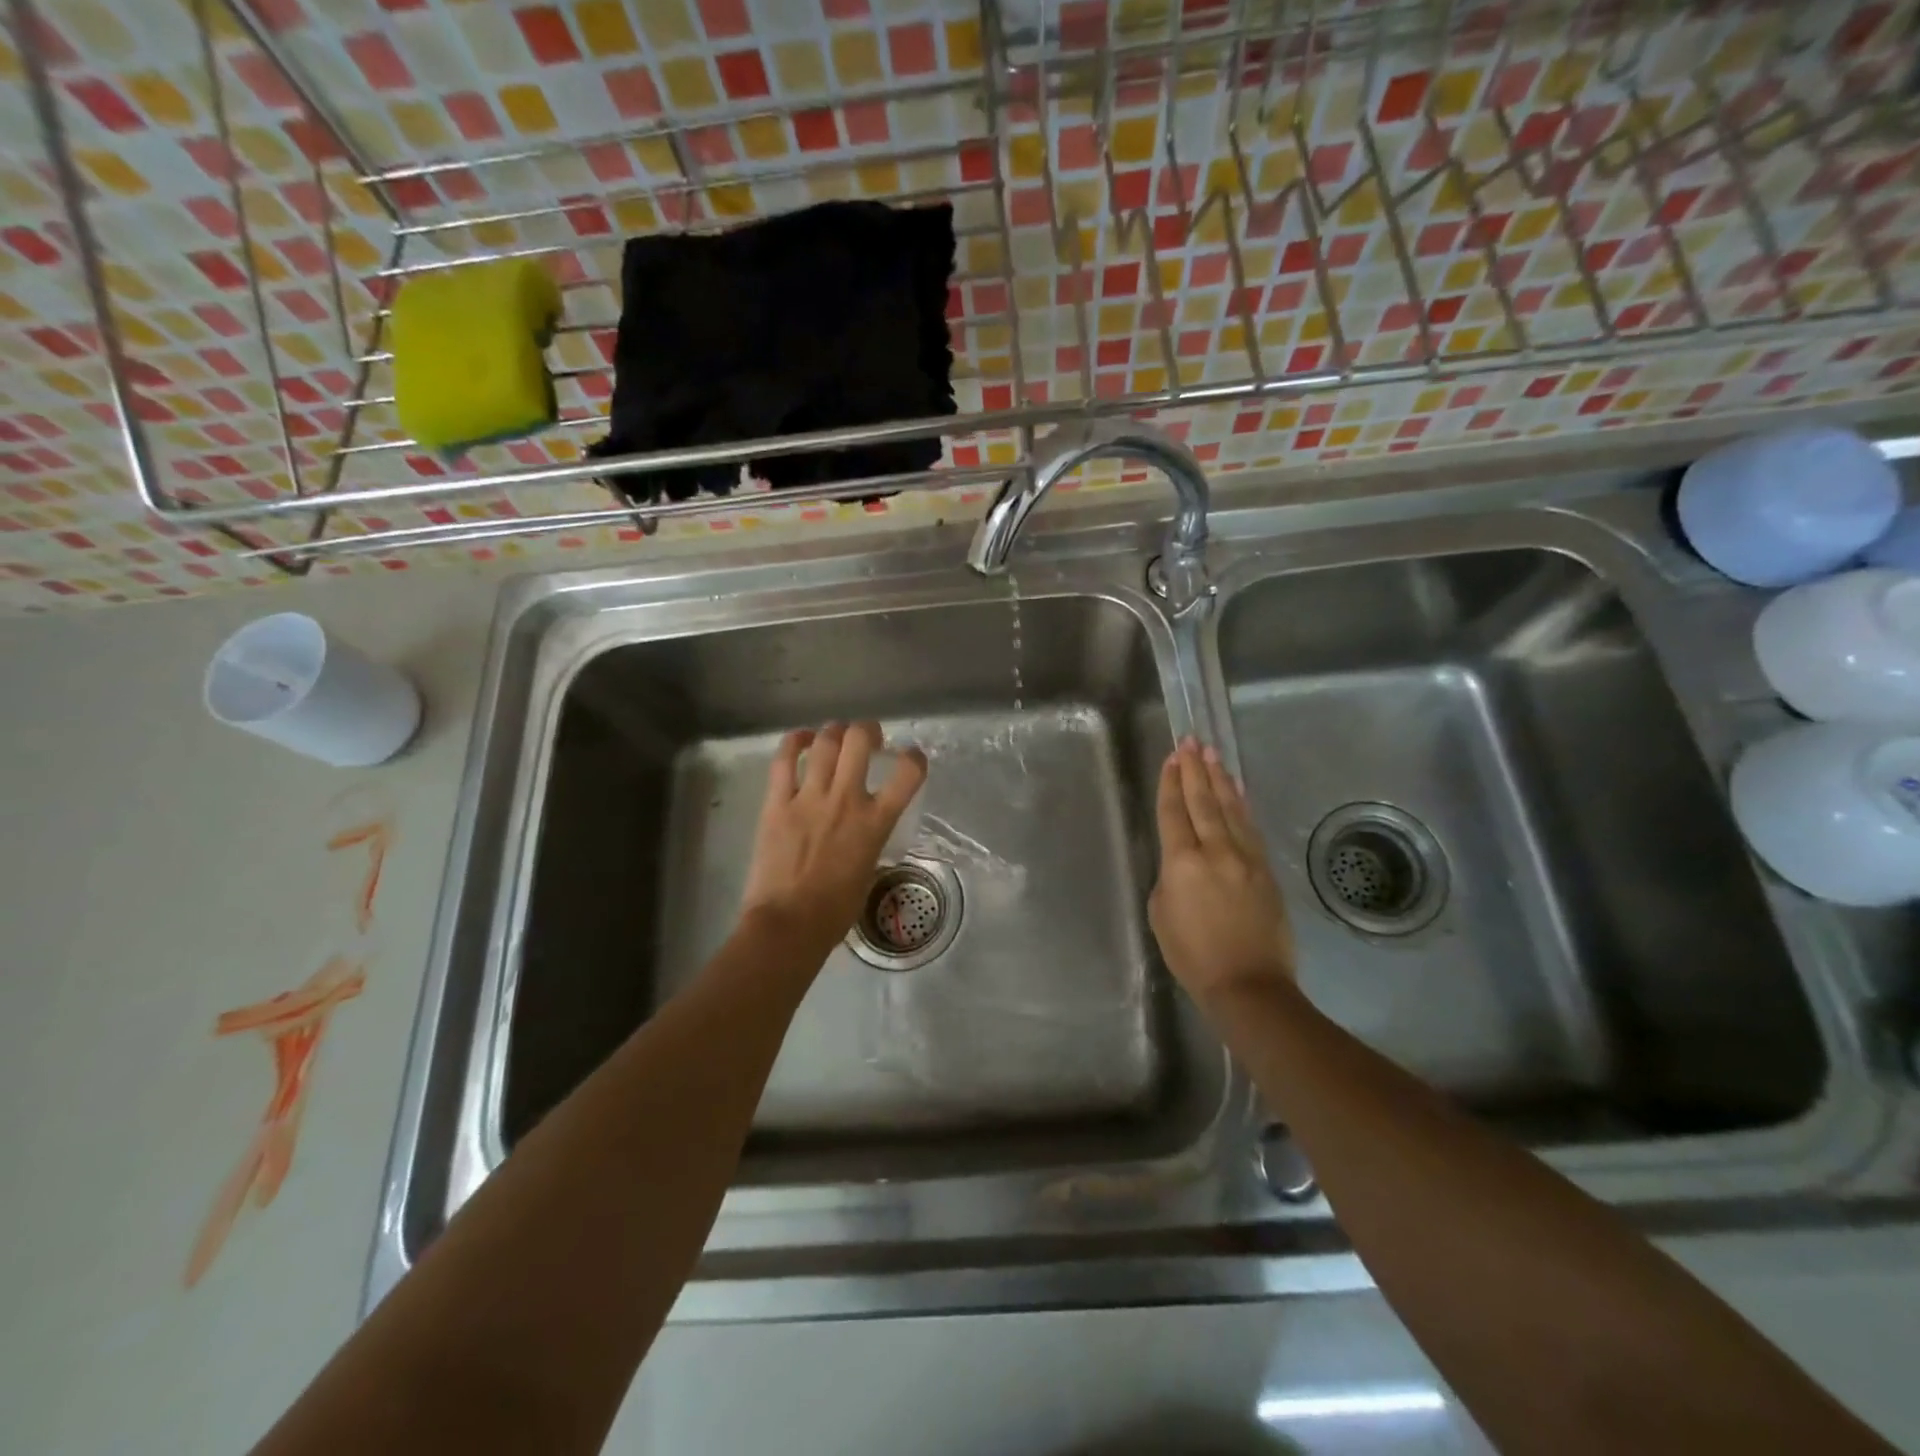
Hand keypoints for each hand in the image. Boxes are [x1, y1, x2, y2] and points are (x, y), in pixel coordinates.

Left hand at [739, 721, 927, 956]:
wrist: (788, 924)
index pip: (908, 774)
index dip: (914, 758)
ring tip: (835, 737)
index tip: (910, 758)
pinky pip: (785, 760)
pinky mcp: (777, 802)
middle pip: (860, 740)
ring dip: (834, 732)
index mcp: (875, 822)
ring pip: (825, 742)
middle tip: (867, 739)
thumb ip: (869, 842)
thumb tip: (863, 831)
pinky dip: (795, 742)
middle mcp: (846, 800)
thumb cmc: (834, 912)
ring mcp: (809, 797)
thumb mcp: (868, 872)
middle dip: (867, 731)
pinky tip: (802, 739)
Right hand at [1149, 737, 1295, 1007]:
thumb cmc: (1193, 956)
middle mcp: (1215, 851)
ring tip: (1212, 755)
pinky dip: (1241, 805)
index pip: (1174, 813)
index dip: (1170, 784)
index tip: (1171, 759)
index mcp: (1182, 863)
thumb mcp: (1161, 914)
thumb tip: (1182, 863)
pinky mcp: (1266, 870)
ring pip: (1230, 809)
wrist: (1249, 984)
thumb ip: (1169, 878)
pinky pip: (1249, 827)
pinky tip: (1237, 791)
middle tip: (1191, 742)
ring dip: (1220, 780)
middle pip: (1203, 802)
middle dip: (1195, 770)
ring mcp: (1245, 858)